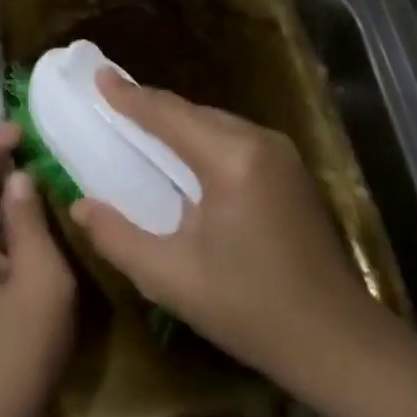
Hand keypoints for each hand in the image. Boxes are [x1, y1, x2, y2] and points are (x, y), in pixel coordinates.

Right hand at [69, 71, 377, 388]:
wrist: (336, 340)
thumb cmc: (249, 309)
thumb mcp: (171, 279)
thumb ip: (117, 238)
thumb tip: (80, 206)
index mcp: (231, 160)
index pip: (169, 114)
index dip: (130, 96)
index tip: (98, 75)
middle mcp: (260, 142)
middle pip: (194, 113)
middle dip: (152, 107)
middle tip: (111, 102)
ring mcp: (282, 155)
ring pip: (216, 124)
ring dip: (178, 124)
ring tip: (138, 125)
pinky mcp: (292, 172)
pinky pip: (235, 140)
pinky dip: (202, 140)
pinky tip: (183, 157)